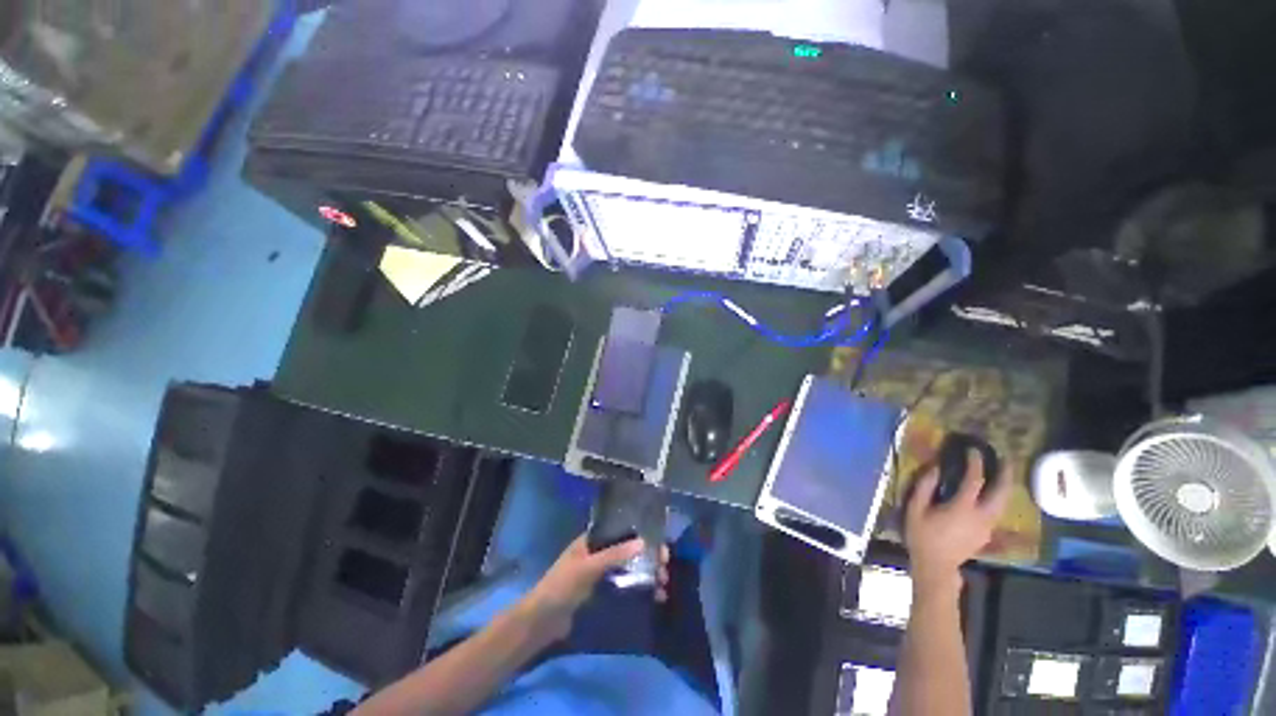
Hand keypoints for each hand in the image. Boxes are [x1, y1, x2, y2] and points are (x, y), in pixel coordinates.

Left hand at [521, 535, 670, 640]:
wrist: (541, 623)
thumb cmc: (561, 586)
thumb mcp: (587, 568)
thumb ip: (613, 555)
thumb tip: (643, 542)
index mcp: (591, 540)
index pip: (619, 529)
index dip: (639, 532)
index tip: (658, 540)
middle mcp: (597, 552)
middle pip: (627, 549)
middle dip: (647, 555)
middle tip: (665, 564)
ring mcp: (600, 573)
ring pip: (629, 567)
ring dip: (646, 572)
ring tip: (663, 583)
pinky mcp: (602, 592)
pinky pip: (624, 584)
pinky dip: (639, 587)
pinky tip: (653, 595)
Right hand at [905, 448, 1010, 599]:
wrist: (936, 566)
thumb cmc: (922, 535)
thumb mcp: (915, 509)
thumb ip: (925, 487)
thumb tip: (936, 469)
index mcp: (963, 508)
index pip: (975, 480)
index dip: (975, 463)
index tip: (973, 450)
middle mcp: (982, 516)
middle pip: (1001, 493)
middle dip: (1006, 474)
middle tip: (1006, 459)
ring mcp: (987, 526)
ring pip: (1003, 503)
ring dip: (1005, 487)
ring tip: (1003, 474)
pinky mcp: (986, 533)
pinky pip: (996, 511)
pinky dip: (998, 498)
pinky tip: (991, 495)